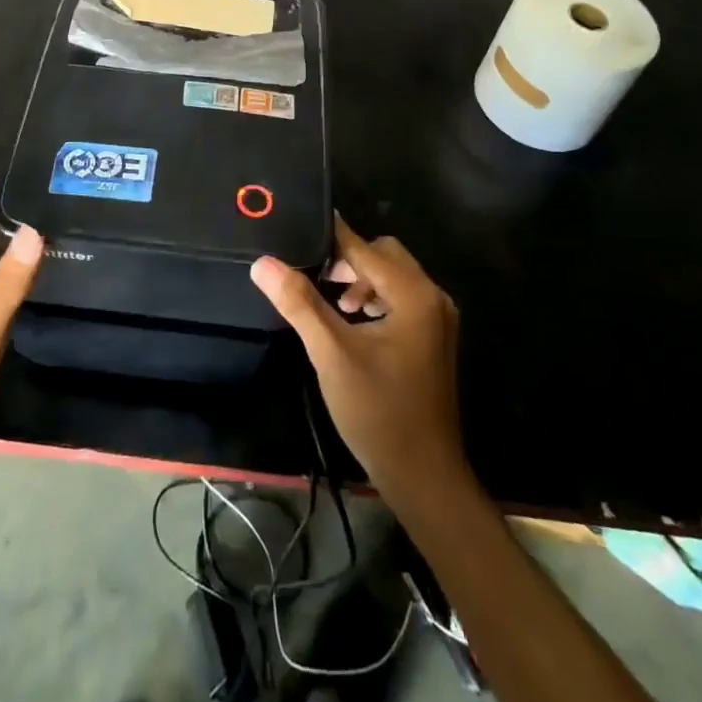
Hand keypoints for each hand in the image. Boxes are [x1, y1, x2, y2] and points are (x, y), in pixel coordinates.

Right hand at [251, 217, 469, 511]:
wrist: (423, 475)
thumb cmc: (378, 411)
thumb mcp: (332, 354)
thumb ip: (299, 303)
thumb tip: (263, 263)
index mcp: (414, 294)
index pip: (366, 248)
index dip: (331, 237)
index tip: (297, 226)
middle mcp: (433, 297)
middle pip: (385, 255)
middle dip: (348, 259)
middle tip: (313, 273)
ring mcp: (438, 319)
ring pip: (394, 276)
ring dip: (362, 279)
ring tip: (332, 301)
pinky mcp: (434, 338)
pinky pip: (402, 298)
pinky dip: (376, 297)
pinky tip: (353, 321)